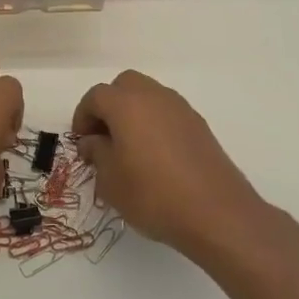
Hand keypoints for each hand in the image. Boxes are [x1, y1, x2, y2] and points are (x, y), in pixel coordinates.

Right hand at [72, 70, 268, 258]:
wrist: (217, 213)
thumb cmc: (153, 195)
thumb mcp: (111, 181)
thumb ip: (97, 153)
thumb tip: (93, 141)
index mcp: (126, 104)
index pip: (96, 96)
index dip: (83, 116)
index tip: (82, 141)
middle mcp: (154, 96)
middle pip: (124, 85)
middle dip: (109, 105)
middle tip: (103, 136)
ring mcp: (181, 109)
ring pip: (149, 96)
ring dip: (133, 112)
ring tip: (129, 147)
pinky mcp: (200, 126)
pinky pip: (168, 113)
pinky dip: (155, 123)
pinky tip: (155, 156)